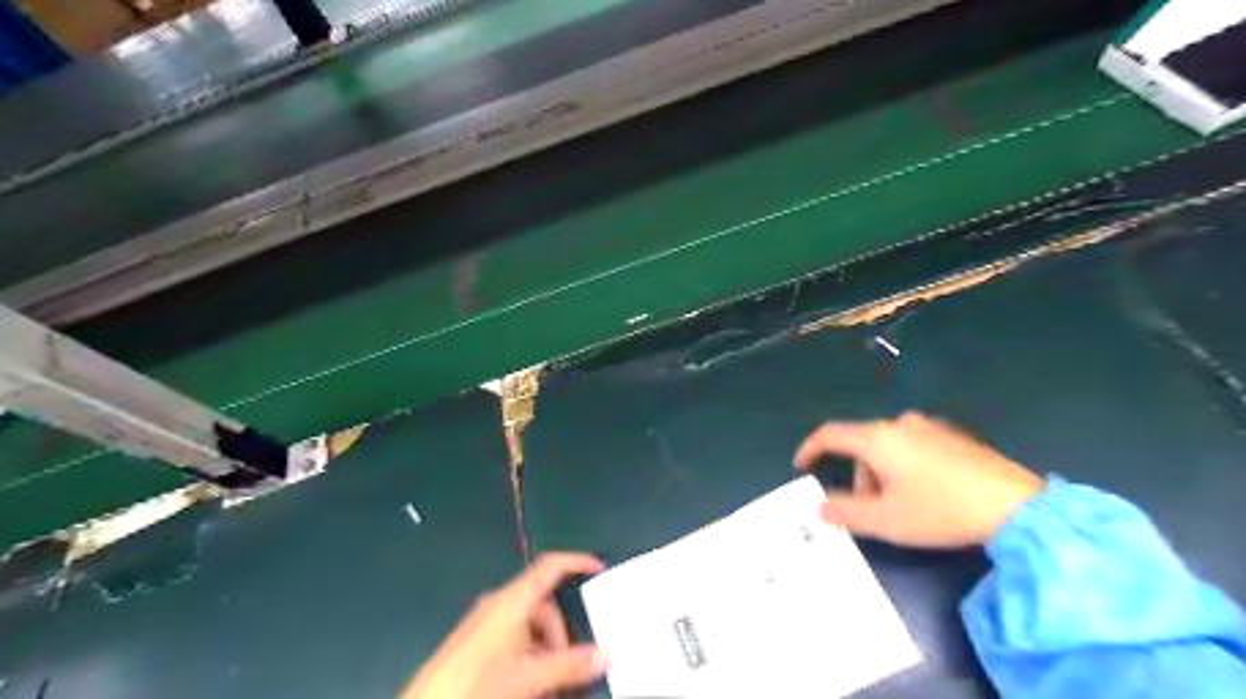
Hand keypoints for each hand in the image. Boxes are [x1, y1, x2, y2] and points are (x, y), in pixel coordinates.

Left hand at [403, 552, 610, 698]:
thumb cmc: (477, 684)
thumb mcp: (529, 677)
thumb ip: (570, 666)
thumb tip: (610, 654)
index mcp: (512, 600)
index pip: (550, 566)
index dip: (577, 561)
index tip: (600, 569)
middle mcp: (498, 603)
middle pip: (543, 603)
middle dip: (560, 633)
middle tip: (568, 666)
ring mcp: (484, 622)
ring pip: (528, 624)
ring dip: (545, 648)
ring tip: (546, 683)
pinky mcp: (474, 642)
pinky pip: (513, 637)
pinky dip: (528, 653)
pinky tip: (526, 682)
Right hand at [798, 411, 1042, 547]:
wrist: (1018, 506)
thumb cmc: (941, 511)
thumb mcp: (886, 520)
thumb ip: (844, 512)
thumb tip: (817, 508)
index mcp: (877, 438)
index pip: (830, 434)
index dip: (810, 449)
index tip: (802, 467)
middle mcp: (899, 423)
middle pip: (861, 446)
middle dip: (858, 478)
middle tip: (869, 511)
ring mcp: (929, 426)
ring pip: (887, 448)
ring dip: (881, 475)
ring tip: (903, 508)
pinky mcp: (953, 435)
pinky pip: (912, 447)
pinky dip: (904, 467)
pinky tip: (927, 494)